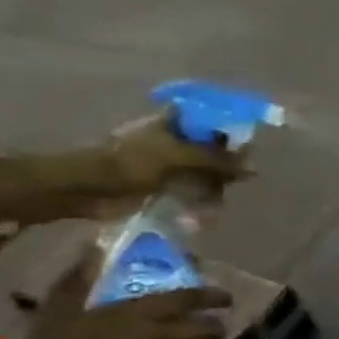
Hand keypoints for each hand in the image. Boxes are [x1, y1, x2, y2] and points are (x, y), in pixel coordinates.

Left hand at [94, 112, 249, 200]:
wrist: (85, 189)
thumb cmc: (128, 163)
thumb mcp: (177, 156)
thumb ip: (216, 160)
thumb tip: (254, 168)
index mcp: (175, 122)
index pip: (213, 121)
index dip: (232, 134)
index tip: (246, 152)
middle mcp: (174, 140)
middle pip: (213, 151)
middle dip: (225, 169)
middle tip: (234, 183)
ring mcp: (169, 165)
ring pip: (205, 174)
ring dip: (213, 191)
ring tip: (213, 209)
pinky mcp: (164, 187)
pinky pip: (192, 193)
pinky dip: (200, 204)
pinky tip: (201, 217)